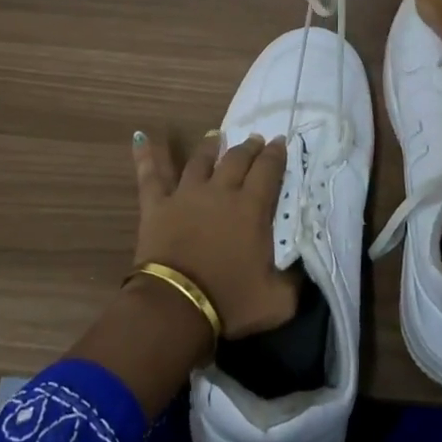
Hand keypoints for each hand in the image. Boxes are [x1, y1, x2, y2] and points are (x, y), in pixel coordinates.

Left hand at [132, 130, 297, 338]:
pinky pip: (150, 174)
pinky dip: (145, 154)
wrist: (177, 306)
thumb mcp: (278, 300)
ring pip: (200, 160)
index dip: (276, 154)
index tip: (279, 142)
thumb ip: (295, 280)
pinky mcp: (157, 204)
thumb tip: (302, 267)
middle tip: (255, 139)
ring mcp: (186, 194)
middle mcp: (220, 191)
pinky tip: (139, 136)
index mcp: (252, 208)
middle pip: (237, 159)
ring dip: (210, 146)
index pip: (268, 170)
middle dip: (249, 147)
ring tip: (216, 136)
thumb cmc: (230, 301)